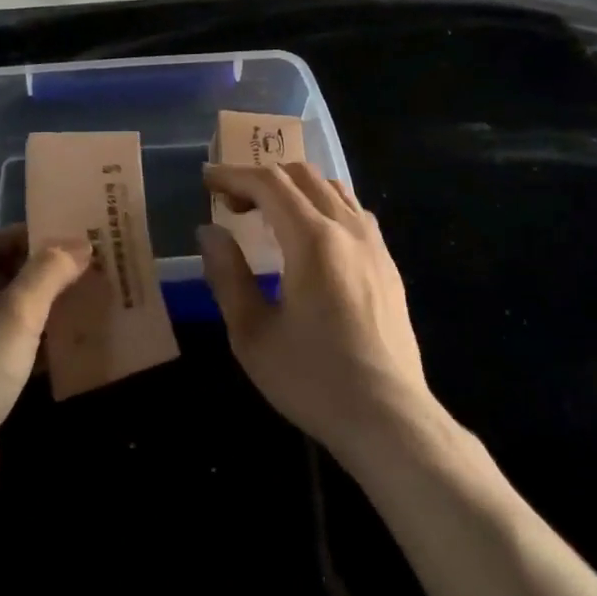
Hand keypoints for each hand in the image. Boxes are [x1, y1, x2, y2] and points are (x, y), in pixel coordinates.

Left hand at [0, 226, 88, 529]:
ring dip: (49, 311)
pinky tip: (77, 346)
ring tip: (96, 301)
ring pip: (12, 317)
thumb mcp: (15, 313)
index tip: (82, 238)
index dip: (39, 238)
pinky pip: (12, 352)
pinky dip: (41, 347)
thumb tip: (80, 243)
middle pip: (5, 278)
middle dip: (49, 276)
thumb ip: (49, 273)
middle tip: (97, 269)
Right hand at [199, 163, 435, 460]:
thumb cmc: (313, 379)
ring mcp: (374, 244)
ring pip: (331, 188)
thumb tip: (209, 232)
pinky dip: (322, 205)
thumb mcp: (252, 334)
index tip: (207, 181)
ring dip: (294, 188)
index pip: (269, 183)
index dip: (233, 175)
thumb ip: (227, 275)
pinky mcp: (388, 265)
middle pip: (301, 175)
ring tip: (268, 214)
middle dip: (261, 178)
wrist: (389, 420)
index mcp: (312, 240)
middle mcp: (347, 229)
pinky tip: (311, 237)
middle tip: (231, 203)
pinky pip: (353, 212)